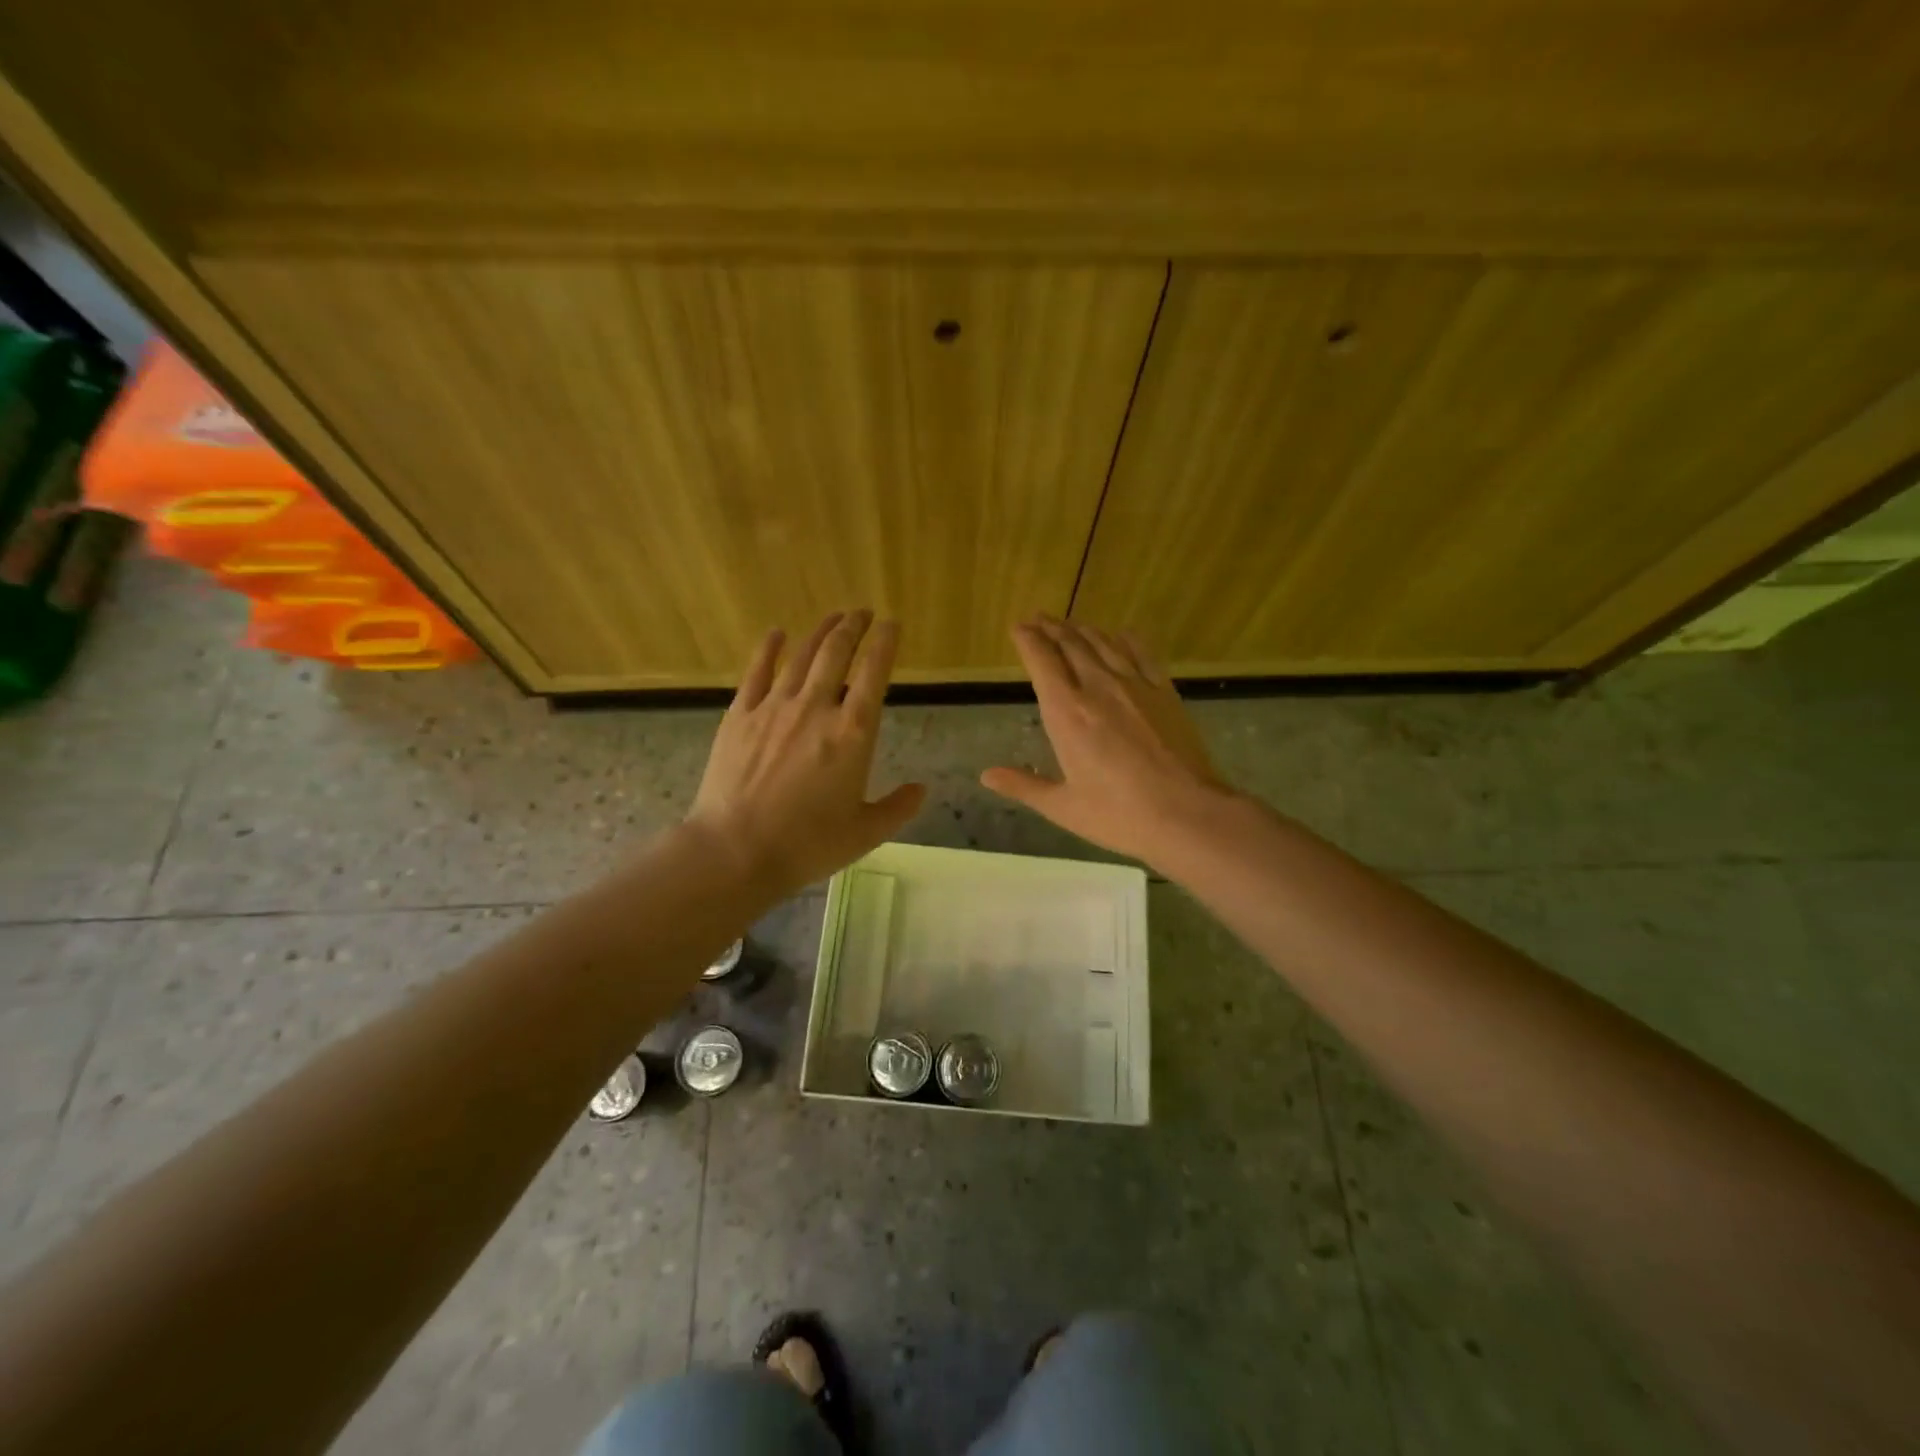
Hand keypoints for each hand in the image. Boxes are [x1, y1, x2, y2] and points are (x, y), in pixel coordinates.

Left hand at [688, 611, 925, 897]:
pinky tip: (776, 634)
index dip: (885, 644)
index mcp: (853, 734)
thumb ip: (898, 808)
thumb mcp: (865, 833)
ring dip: (820, 632)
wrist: (736, 850)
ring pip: (801, 656)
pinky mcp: (740, 716)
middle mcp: (816, 708)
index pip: (874, 674)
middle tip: (862, 612)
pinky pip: (757, 672)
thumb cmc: (807, 844)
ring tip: (833, 618)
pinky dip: (768, 649)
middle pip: (837, 653)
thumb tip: (921, 789)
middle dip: (853, 627)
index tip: (892, 624)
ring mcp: (774, 708)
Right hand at [982, 616, 1232, 866]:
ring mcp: (1135, 686)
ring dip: (1084, 630)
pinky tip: (1122, 634)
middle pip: (1071, 645)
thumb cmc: (1118, 816)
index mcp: (1067, 714)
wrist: (1187, 814)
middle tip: (1039, 618)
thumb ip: (1023, 785)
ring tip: (1071, 624)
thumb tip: (986, 775)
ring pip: (1104, 644)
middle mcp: (1098, 688)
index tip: (1018, 627)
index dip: (1028, 640)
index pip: (1042, 662)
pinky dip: (1127, 640)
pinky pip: (1142, 655)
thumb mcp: (1063, 807)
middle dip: (1052, 628)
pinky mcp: (1165, 693)